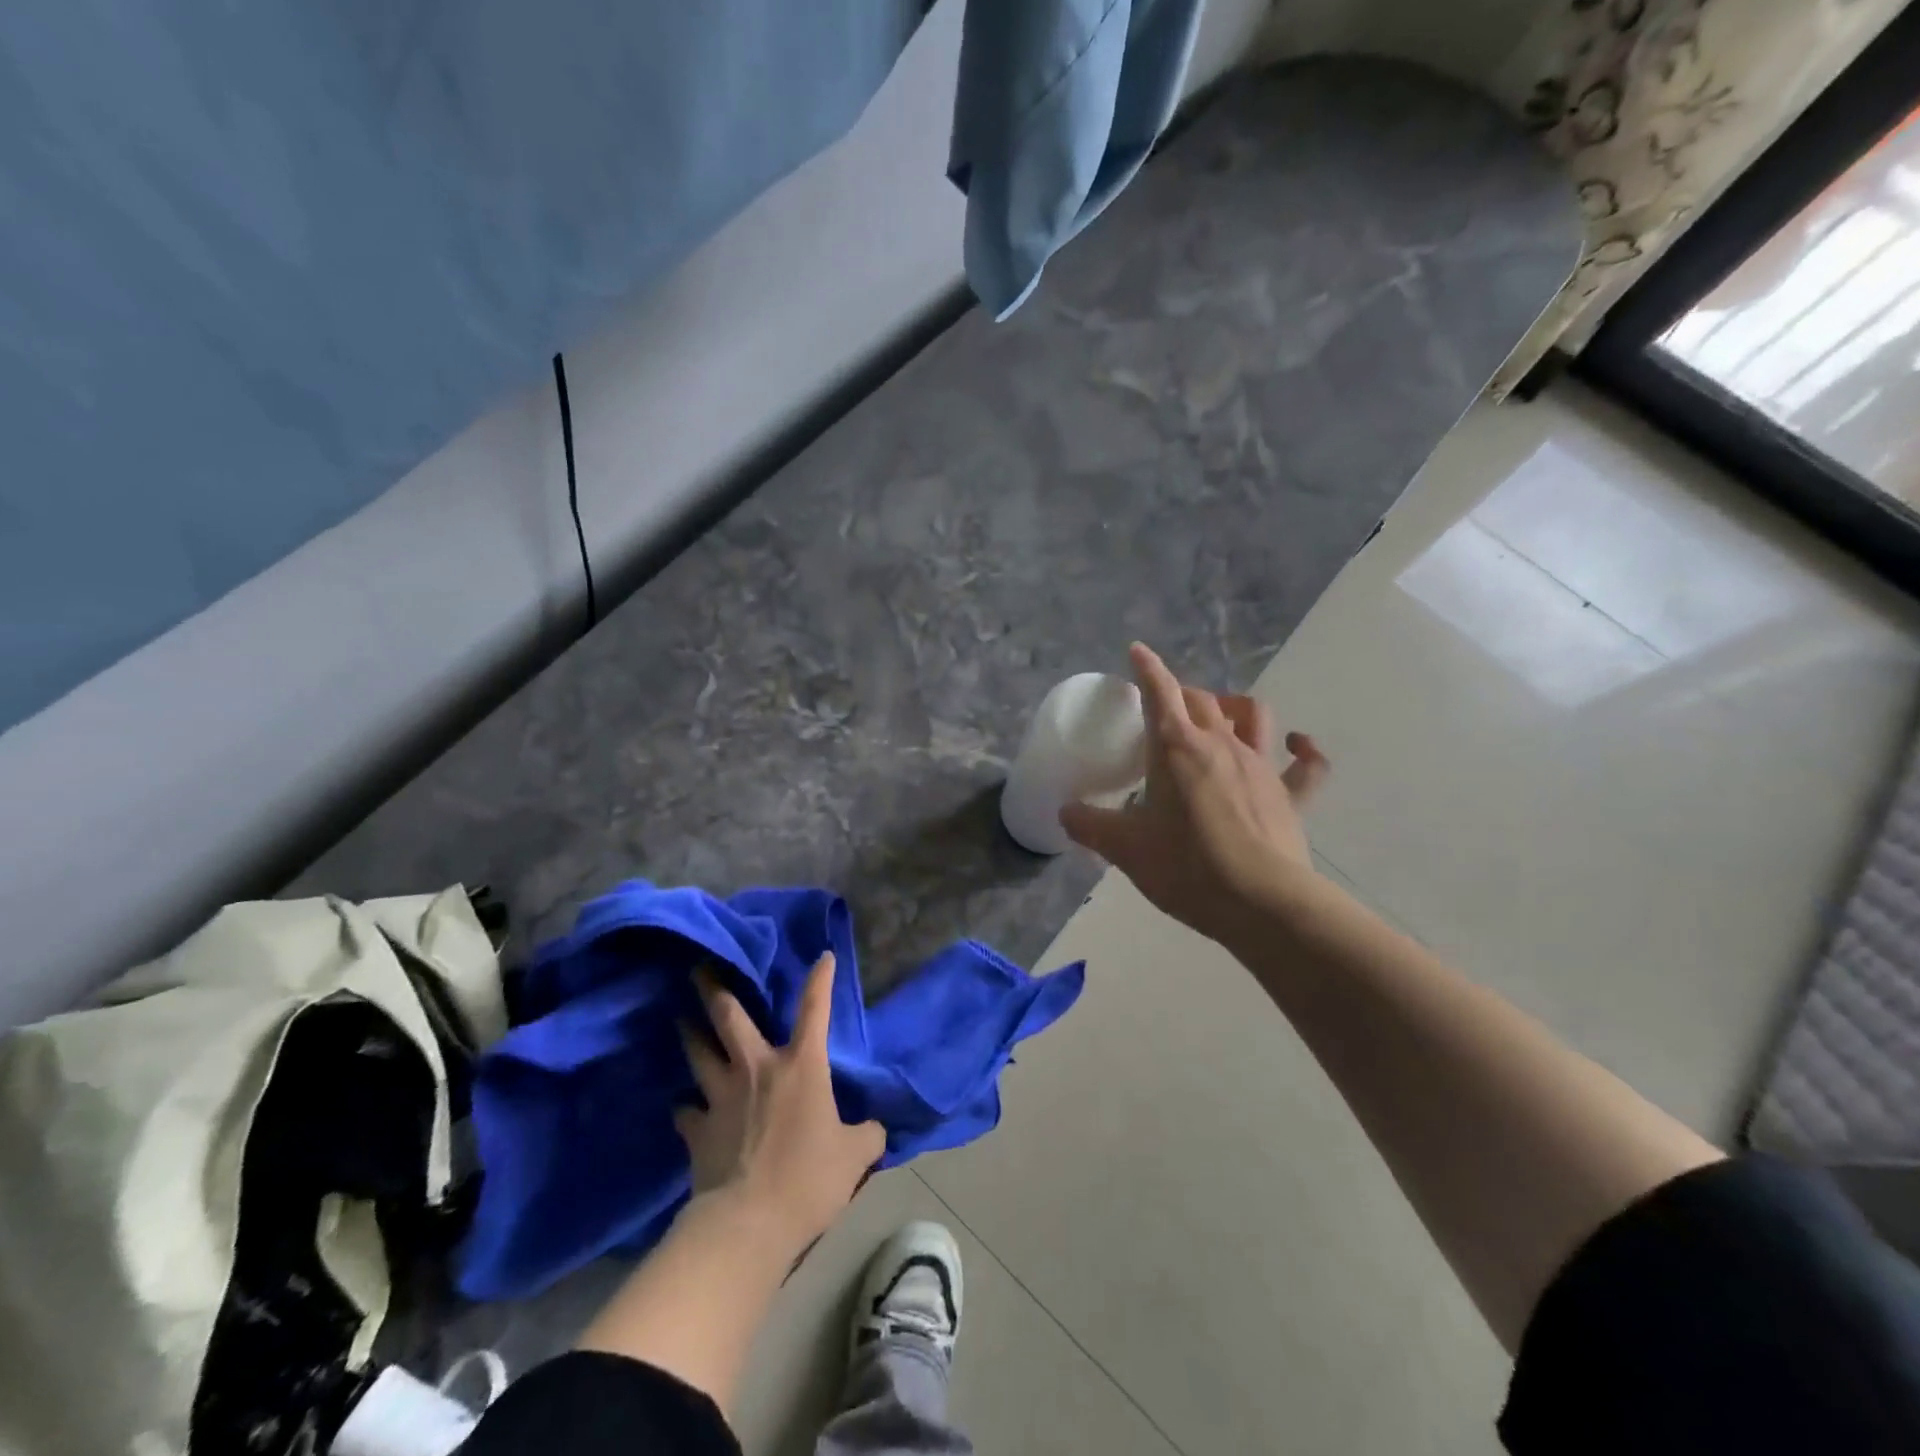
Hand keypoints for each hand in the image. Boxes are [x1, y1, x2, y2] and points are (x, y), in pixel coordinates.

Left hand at [676, 953, 885, 1256]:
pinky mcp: (696, 1129)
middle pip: (729, 1016)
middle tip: (700, 967)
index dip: (820, 979)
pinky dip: (686, 1107)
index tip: (823, 956)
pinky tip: (685, 1108)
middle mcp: (756, 1068)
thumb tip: (874, 1129)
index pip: (814, 1010)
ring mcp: (720, 1096)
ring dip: (689, 1033)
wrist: (748, 1225)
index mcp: (801, 1066)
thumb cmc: (808, 1180)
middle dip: (713, 987)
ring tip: (680, 1019)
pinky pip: (686, 1110)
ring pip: (698, 1052)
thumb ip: (867, 1135)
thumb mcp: (855, 1157)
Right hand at [1059, 643, 1329, 947]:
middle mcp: (1220, 745)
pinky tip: (1298, 745)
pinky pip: (1307, 765)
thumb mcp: (1125, 849)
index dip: (1148, 669)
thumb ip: (1090, 825)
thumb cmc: (1187, 867)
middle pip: (1201, 701)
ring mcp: (1261, 768)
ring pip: (1252, 716)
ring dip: (1234, 707)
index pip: (1160, 693)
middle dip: (1181, 695)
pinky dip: (1304, 750)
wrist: (1260, 903)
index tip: (1138, 651)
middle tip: (1165, 710)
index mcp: (1176, 748)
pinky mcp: (1291, 796)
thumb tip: (1066, 812)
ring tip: (1220, 716)